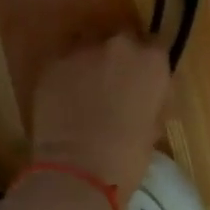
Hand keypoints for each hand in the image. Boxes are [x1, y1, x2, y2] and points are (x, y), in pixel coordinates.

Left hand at [28, 34, 169, 204]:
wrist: (78, 170)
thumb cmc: (127, 156)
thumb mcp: (154, 126)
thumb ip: (151, 99)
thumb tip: (143, 96)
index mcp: (151, 60)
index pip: (156, 47)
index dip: (148, 64)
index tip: (143, 80)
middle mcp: (119, 45)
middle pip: (122, 39)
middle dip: (119, 58)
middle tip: (114, 83)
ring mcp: (83, 50)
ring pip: (90, 44)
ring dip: (91, 60)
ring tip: (85, 87)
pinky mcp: (54, 63)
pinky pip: (64, 61)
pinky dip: (66, 73)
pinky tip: (64, 96)